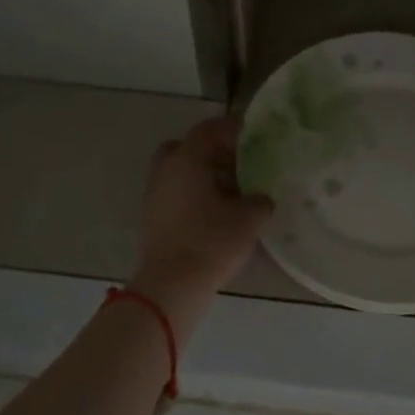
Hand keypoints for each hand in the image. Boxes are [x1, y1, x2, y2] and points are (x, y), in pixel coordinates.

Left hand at [132, 116, 273, 313]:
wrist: (171, 285)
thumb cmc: (211, 242)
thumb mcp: (249, 219)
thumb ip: (260, 201)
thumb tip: (262, 198)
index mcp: (187, 159)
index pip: (209, 129)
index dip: (232, 129)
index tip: (253, 134)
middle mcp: (166, 170)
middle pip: (189, 147)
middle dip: (213, 151)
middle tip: (238, 162)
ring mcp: (155, 194)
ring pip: (180, 171)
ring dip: (203, 174)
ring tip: (232, 190)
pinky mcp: (153, 217)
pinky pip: (175, 192)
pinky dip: (194, 193)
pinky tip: (216, 210)